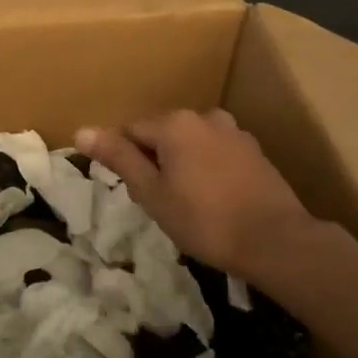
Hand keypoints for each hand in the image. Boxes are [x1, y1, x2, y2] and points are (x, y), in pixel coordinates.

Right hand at [75, 109, 322, 278]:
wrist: (276, 241)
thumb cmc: (204, 219)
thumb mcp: (152, 193)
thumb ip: (119, 158)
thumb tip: (81, 131)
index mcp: (174, 123)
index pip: (129, 130)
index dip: (123, 159)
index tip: (132, 191)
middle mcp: (203, 116)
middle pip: (161, 133)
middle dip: (153, 160)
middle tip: (157, 201)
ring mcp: (233, 132)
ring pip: (189, 143)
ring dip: (180, 164)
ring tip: (186, 202)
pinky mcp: (254, 151)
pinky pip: (215, 152)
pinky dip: (206, 169)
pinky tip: (214, 199)